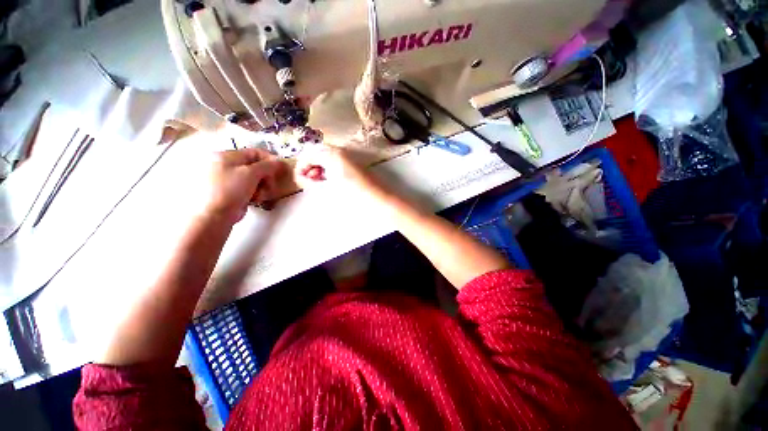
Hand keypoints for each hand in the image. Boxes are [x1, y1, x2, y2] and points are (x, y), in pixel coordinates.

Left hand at [206, 148, 285, 222]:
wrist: (214, 215)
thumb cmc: (231, 189)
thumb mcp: (251, 173)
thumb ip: (267, 165)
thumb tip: (280, 161)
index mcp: (226, 155)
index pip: (254, 152)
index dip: (270, 160)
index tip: (281, 169)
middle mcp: (224, 164)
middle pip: (255, 166)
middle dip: (265, 177)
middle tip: (269, 186)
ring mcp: (226, 179)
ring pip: (253, 179)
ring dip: (261, 187)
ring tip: (259, 196)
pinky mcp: (229, 192)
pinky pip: (248, 188)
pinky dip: (254, 193)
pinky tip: (254, 200)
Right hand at [295, 145, 383, 196]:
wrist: (378, 200)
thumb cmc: (352, 195)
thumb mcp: (327, 190)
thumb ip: (310, 182)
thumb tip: (302, 178)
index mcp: (332, 154)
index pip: (309, 153)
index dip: (300, 166)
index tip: (299, 180)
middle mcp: (341, 151)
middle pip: (318, 153)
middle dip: (310, 166)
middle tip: (309, 182)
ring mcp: (349, 157)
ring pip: (328, 157)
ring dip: (319, 167)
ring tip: (319, 184)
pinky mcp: (355, 164)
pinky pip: (337, 162)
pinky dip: (330, 169)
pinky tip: (331, 181)